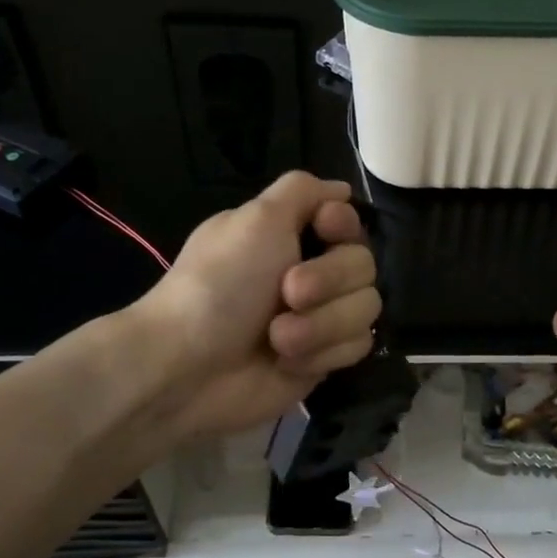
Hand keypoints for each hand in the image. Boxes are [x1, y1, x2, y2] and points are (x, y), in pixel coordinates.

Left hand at [129, 172, 381, 441]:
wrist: (189, 368)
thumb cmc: (219, 285)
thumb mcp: (255, 219)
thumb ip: (303, 190)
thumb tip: (341, 189)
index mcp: (291, 233)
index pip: (350, 219)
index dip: (344, 226)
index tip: (324, 230)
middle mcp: (312, 270)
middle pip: (364, 264)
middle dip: (327, 280)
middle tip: (287, 293)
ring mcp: (321, 316)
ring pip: (366, 306)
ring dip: (321, 323)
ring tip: (278, 338)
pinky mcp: (326, 357)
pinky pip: (358, 344)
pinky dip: (323, 352)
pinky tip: (288, 362)